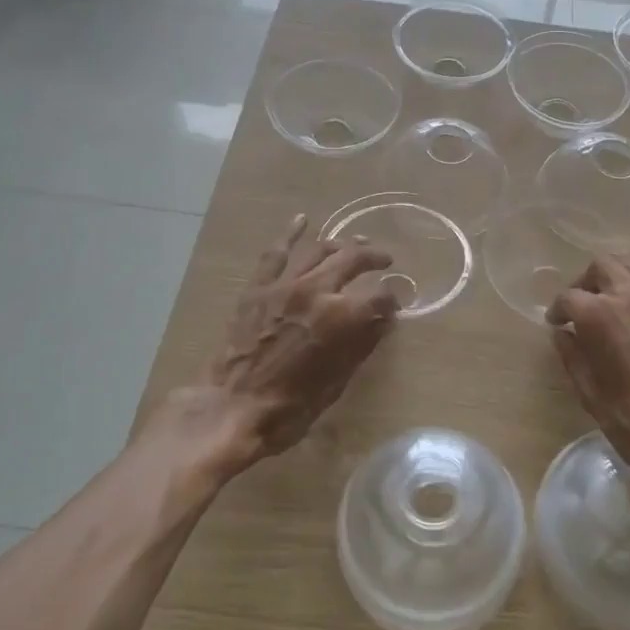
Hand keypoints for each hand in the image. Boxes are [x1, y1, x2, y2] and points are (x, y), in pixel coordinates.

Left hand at [169, 214, 397, 473]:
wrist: (232, 408)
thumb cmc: (292, 406)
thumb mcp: (338, 381)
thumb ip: (363, 343)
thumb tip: (384, 319)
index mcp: (342, 317)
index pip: (380, 296)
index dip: (392, 298)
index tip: (396, 301)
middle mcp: (316, 290)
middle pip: (353, 260)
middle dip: (374, 258)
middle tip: (385, 260)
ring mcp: (285, 284)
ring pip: (319, 250)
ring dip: (341, 244)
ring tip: (354, 244)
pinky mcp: (259, 287)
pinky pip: (276, 253)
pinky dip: (290, 234)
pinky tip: (302, 220)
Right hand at [545, 256, 629, 502]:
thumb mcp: (590, 393)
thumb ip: (572, 355)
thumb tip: (562, 333)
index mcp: (602, 315)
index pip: (569, 297)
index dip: (558, 310)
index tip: (557, 323)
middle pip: (602, 265)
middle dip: (586, 282)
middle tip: (583, 306)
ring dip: (617, 276)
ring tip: (613, 300)